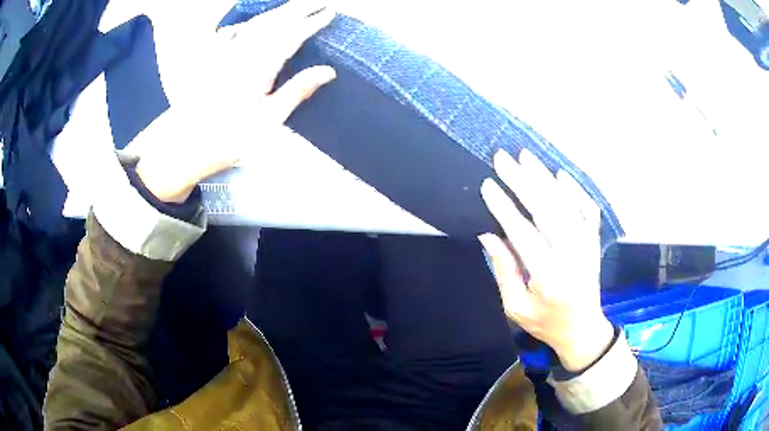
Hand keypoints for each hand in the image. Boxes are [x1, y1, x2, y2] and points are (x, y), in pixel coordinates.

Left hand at [132, 0, 336, 202]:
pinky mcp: (210, 63)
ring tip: (290, 7)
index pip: (291, 36)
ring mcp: (224, 56)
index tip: (328, 13)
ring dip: (274, 13)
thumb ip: (297, 90)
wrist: (187, 146)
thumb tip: (328, 71)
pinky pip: (226, 36)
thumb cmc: (231, 138)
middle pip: (273, 23)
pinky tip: (242, 26)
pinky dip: (239, 26)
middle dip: (296, 9)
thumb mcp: (270, 119)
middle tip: (316, 2)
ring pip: (252, 25)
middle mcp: (243, 53)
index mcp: (260, 66)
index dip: (311, 22)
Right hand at [479, 149, 613, 371]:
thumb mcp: (516, 307)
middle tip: (503, 159)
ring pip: (566, 204)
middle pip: (547, 211)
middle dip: (523, 182)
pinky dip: (576, 190)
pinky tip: (560, 175)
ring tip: (525, 156)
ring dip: (545, 178)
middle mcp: (571, 256)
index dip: (505, 208)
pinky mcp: (594, 242)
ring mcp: (587, 246)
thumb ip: (504, 270)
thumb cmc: (546, 322)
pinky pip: (588, 210)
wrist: (583, 329)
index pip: (524, 234)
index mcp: (548, 278)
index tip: (488, 185)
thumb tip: (489, 234)